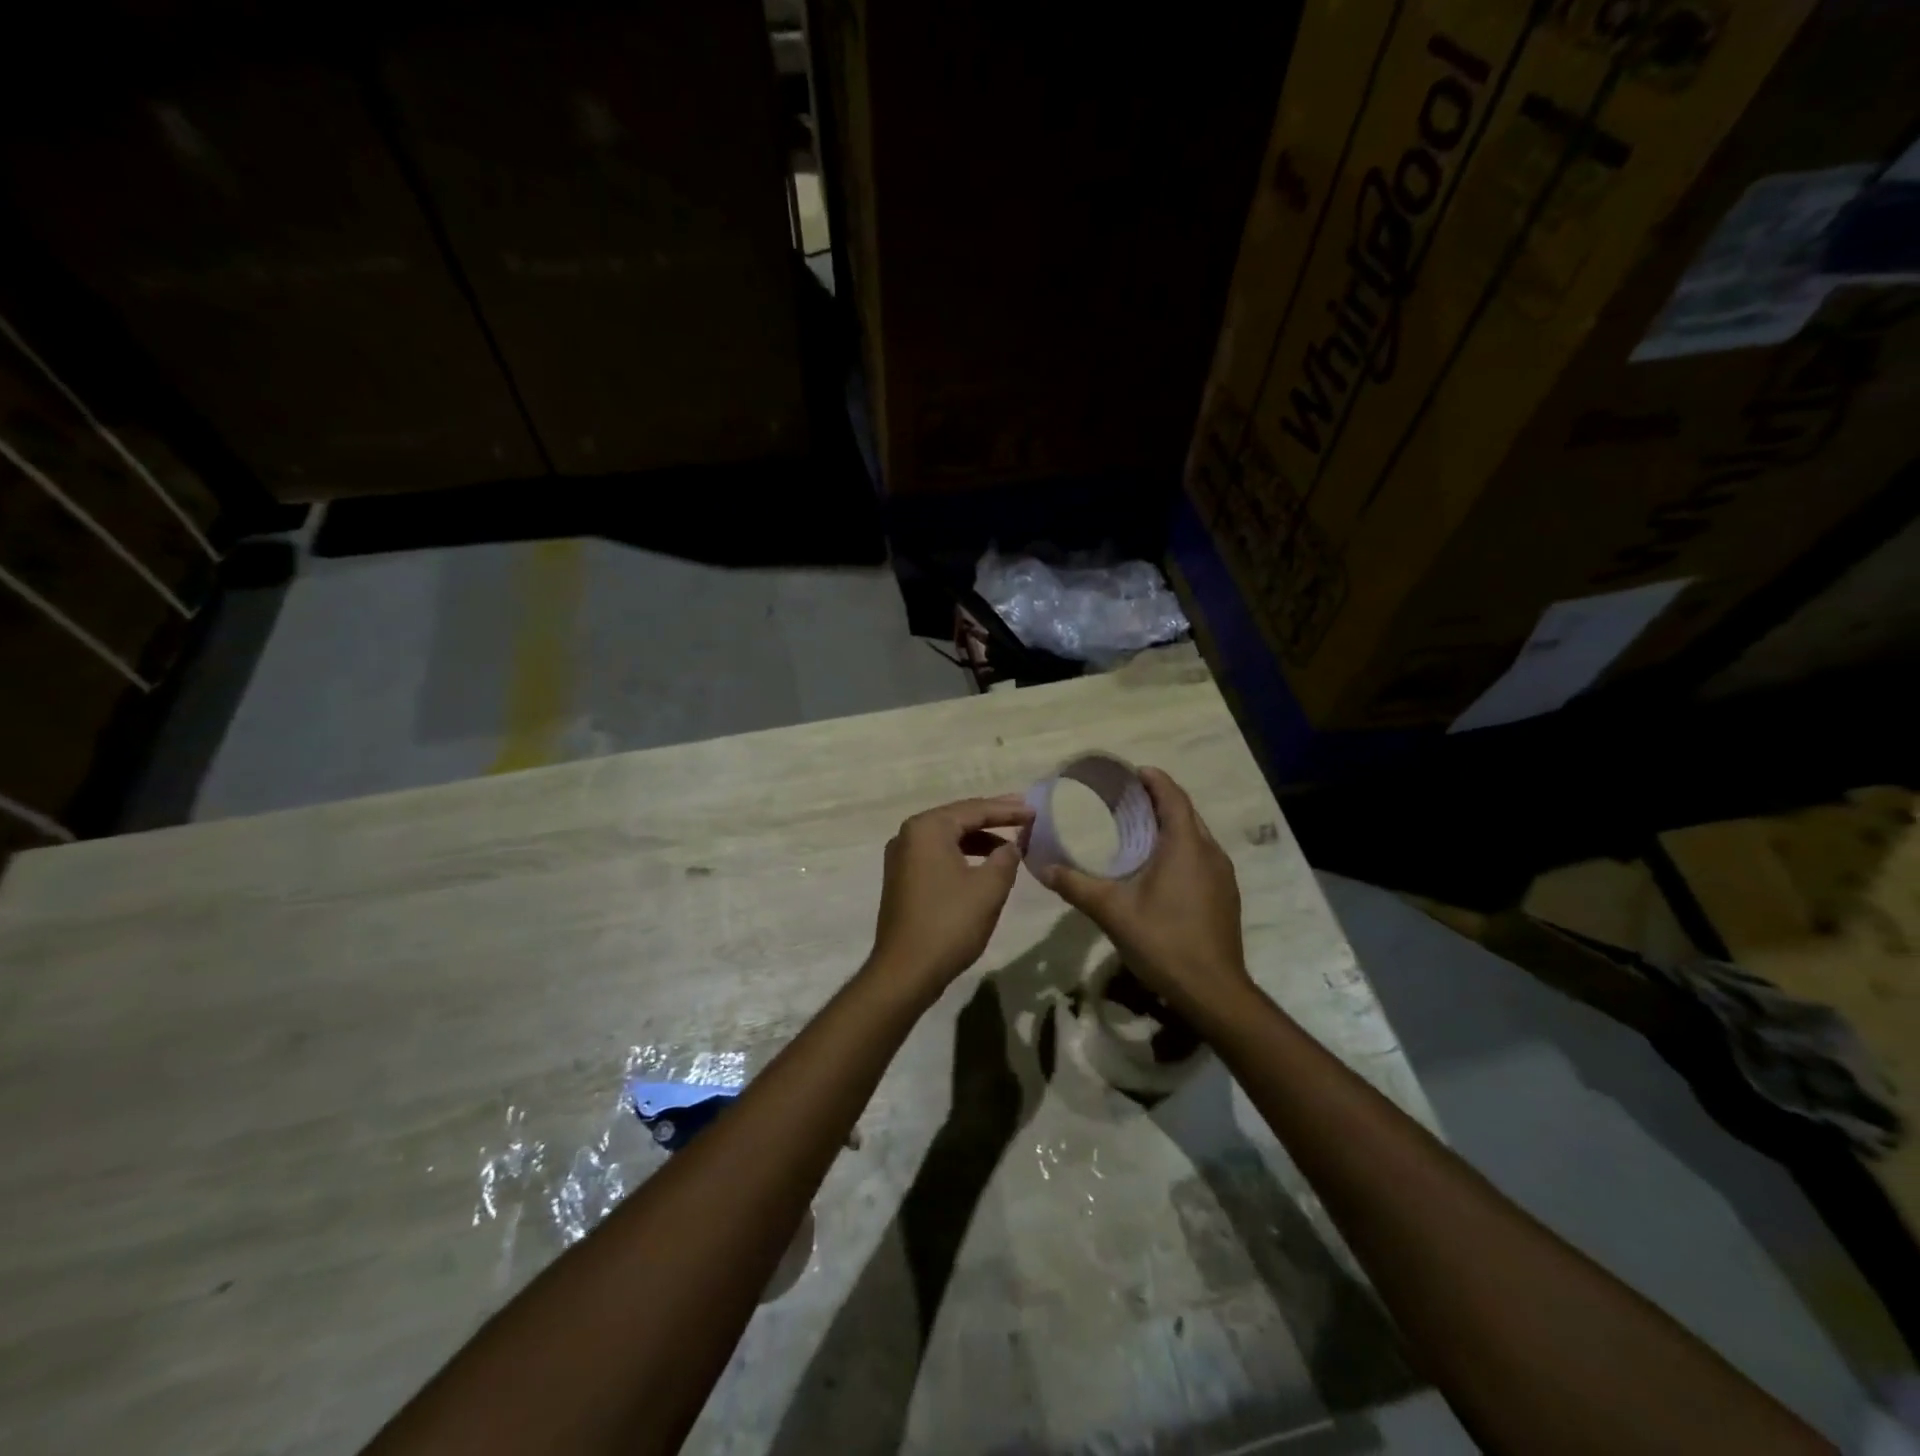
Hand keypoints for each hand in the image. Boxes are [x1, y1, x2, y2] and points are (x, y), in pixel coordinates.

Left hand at [869, 796, 1034, 998]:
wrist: (905, 971)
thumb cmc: (949, 923)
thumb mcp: (989, 888)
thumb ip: (1006, 858)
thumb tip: (1011, 845)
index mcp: (927, 828)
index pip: (974, 809)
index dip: (1008, 810)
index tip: (1035, 811)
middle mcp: (908, 835)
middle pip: (958, 818)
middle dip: (992, 818)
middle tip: (1024, 816)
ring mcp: (901, 857)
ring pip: (947, 837)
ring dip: (979, 839)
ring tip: (1010, 844)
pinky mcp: (901, 879)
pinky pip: (937, 855)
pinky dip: (962, 854)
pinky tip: (984, 866)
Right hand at [1034, 767, 1252, 1024]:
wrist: (1213, 990)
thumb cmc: (1164, 941)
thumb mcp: (1112, 912)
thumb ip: (1076, 886)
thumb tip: (1042, 868)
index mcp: (1186, 846)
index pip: (1173, 797)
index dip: (1154, 780)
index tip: (1132, 773)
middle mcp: (1210, 852)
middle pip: (1186, 813)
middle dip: (1160, 800)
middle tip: (1127, 799)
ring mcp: (1222, 875)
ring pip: (1196, 836)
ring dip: (1171, 825)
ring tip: (1139, 828)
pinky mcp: (1225, 895)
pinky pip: (1201, 856)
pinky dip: (1181, 848)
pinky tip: (1160, 867)